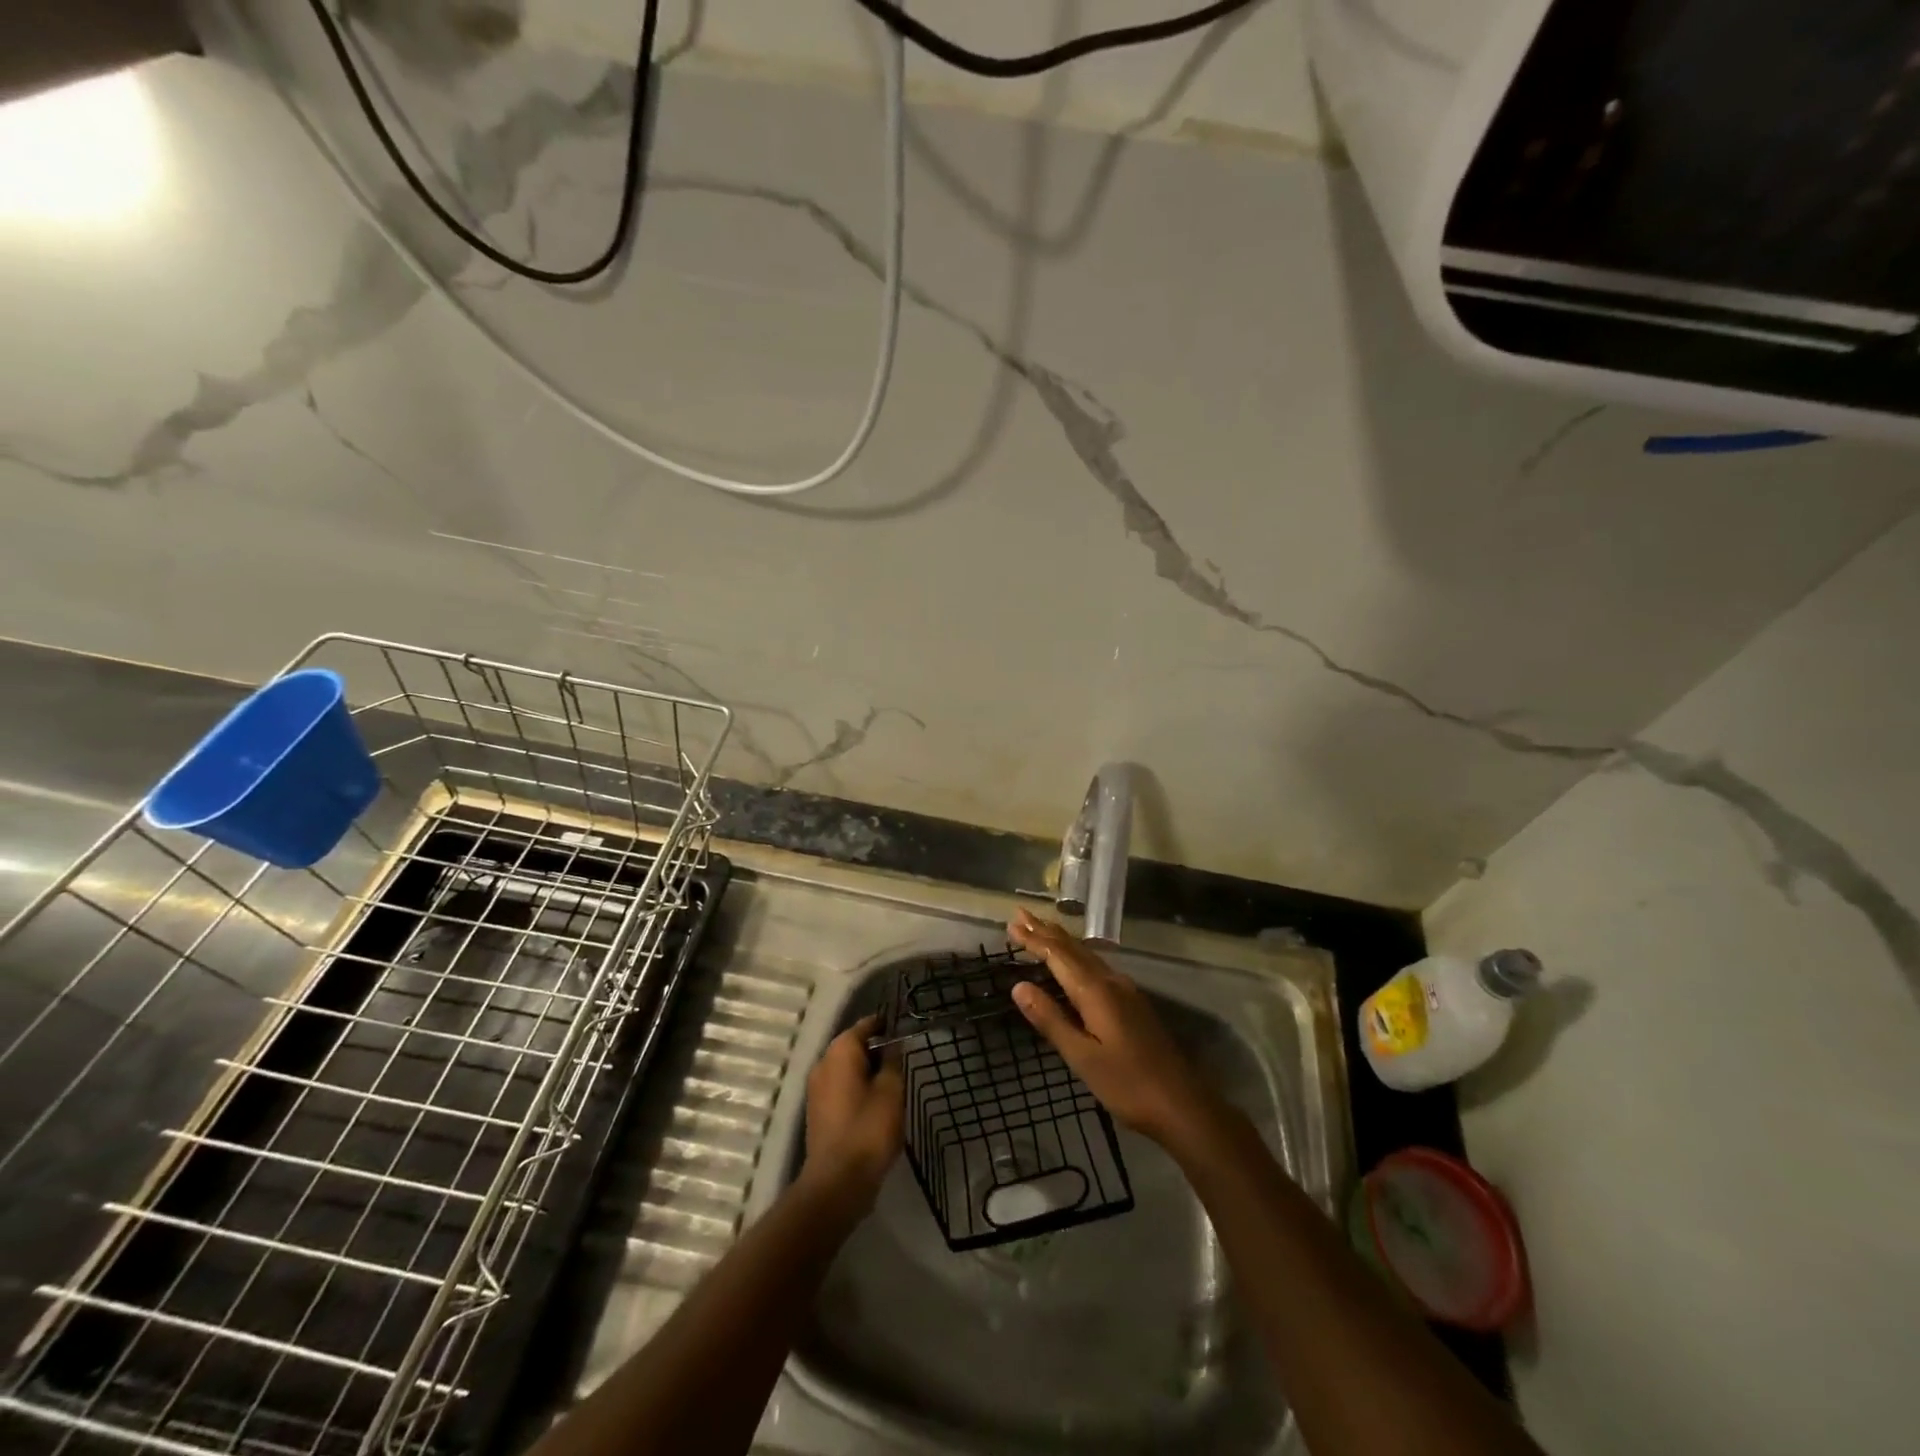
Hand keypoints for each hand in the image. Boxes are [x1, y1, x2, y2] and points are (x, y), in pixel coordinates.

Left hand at [801, 1015, 903, 1208]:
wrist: (837, 1181)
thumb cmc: (868, 1129)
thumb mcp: (891, 1091)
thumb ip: (893, 1061)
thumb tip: (893, 1044)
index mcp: (840, 1051)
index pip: (866, 1025)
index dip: (886, 1025)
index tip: (905, 1030)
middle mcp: (823, 1063)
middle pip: (854, 1046)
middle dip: (877, 1050)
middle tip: (904, 1059)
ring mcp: (817, 1088)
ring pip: (847, 1068)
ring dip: (868, 1071)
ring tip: (894, 1082)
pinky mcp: (818, 1111)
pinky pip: (840, 1087)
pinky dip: (857, 1088)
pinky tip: (876, 1103)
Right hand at [1007, 909, 1218, 1146]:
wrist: (1182, 1105)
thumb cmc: (1128, 1085)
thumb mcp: (1082, 1058)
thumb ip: (1051, 1019)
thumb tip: (1018, 986)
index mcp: (1096, 992)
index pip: (1058, 956)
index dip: (1034, 939)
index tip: (1012, 923)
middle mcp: (1111, 982)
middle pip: (1073, 949)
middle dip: (1046, 931)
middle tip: (1021, 915)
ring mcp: (1125, 991)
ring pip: (1087, 956)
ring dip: (1061, 941)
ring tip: (1041, 929)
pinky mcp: (1132, 1003)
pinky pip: (1097, 966)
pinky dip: (1077, 956)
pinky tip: (1074, 961)